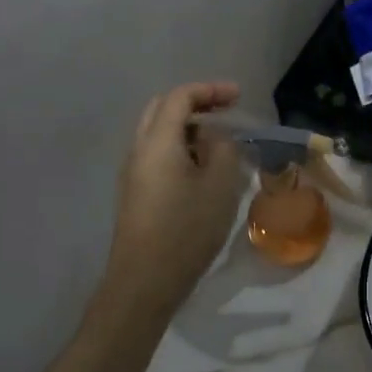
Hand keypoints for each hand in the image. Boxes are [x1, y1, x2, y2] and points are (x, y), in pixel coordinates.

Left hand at [98, 82, 243, 323]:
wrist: (144, 282)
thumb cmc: (186, 229)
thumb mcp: (220, 185)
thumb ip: (223, 150)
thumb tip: (215, 138)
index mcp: (157, 141)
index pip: (180, 97)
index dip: (210, 90)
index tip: (238, 96)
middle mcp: (139, 150)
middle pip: (162, 109)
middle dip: (195, 103)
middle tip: (226, 111)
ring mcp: (133, 173)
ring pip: (158, 133)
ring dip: (188, 128)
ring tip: (219, 143)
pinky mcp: (135, 194)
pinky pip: (157, 155)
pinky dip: (180, 148)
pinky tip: (202, 170)